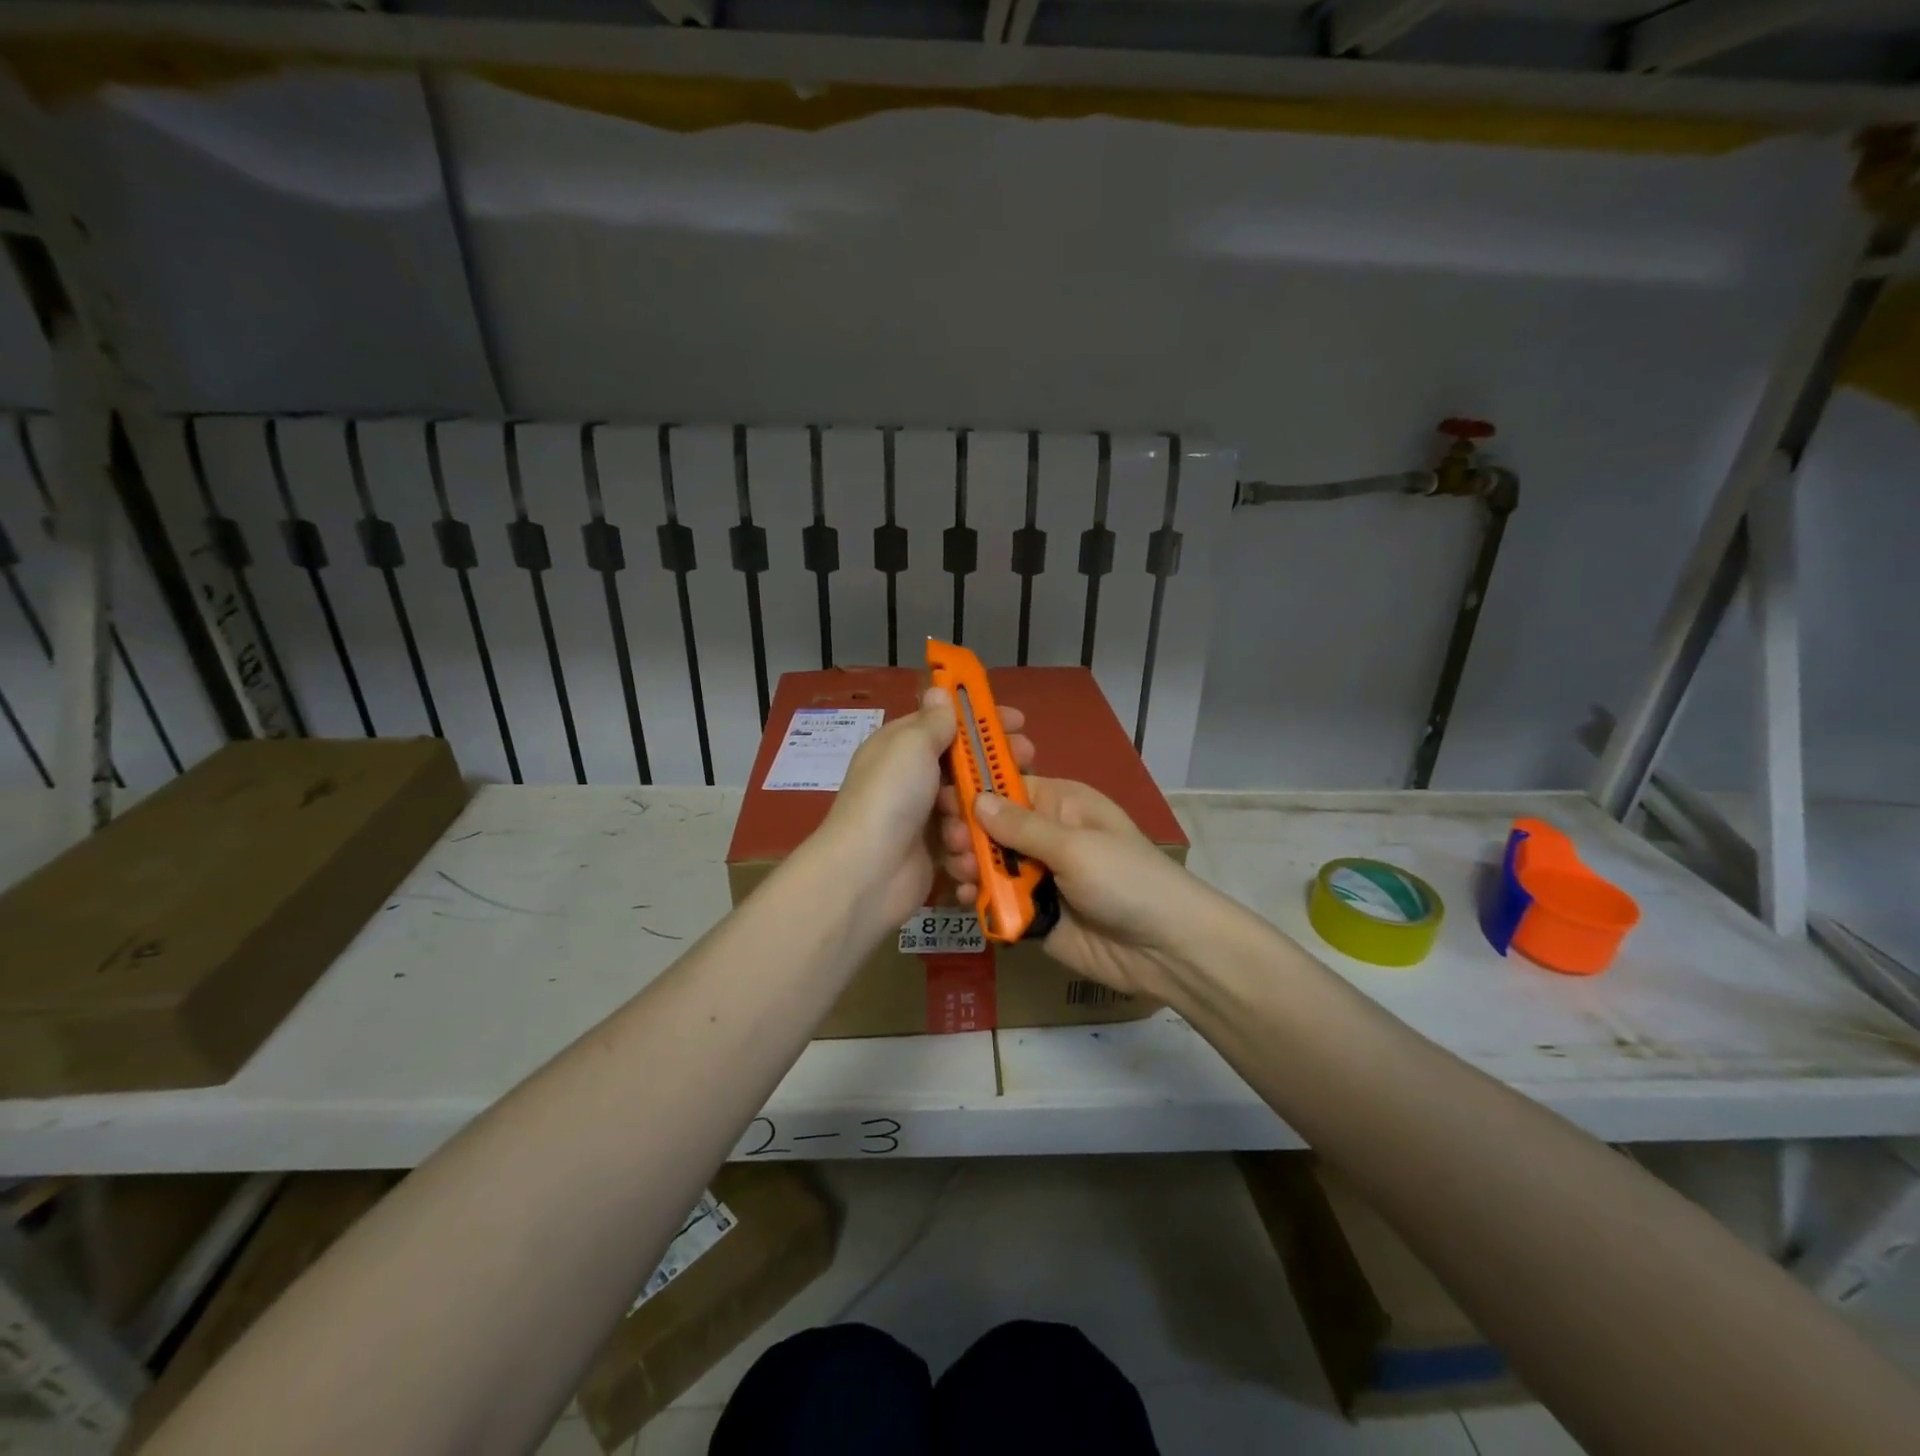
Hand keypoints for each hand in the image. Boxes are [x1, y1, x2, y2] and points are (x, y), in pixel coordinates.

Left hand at [818, 688, 1033, 934]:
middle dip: (995, 766)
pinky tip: (968, 850)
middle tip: (1027, 762)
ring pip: (970, 806)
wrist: (867, 873)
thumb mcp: (911, 745)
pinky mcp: (933, 854)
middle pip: (964, 766)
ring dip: (979, 813)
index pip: (946, 725)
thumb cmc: (891, 797)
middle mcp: (911, 780)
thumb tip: (939, 689)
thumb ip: (934, 721)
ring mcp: (922, 818)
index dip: (981, 722)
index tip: (1018, 722)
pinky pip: (965, 842)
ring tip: (981, 821)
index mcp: (901, 748)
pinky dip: (969, 846)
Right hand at [938, 776, 1215, 998]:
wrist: (1165, 949)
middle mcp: (1046, 836)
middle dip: (968, 834)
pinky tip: (965, 899)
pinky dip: (979, 899)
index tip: (941, 799)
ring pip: (990, 864)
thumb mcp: (1075, 846)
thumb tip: (976, 798)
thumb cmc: (1126, 880)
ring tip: (961, 873)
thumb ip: (1022, 827)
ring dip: (970, 866)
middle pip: (991, 828)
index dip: (974, 791)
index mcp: (1061, 805)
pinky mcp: (1034, 914)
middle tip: (954, 846)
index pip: (1008, 787)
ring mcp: (1039, 876)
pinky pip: (997, 901)